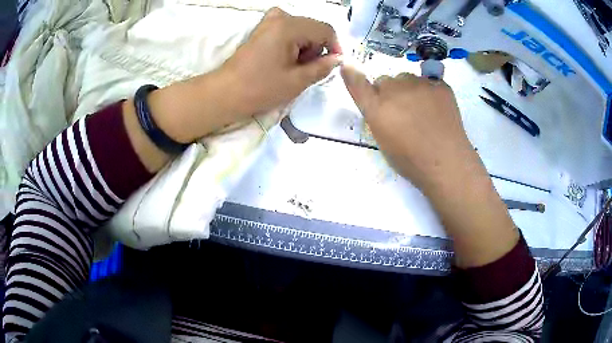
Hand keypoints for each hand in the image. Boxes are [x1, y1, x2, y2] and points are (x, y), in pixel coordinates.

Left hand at [147, 8, 341, 144]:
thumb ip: (323, 67)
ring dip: (305, 47)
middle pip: (314, 28)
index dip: (335, 47)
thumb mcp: (297, 81)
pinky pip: (289, 30)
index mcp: (289, 26)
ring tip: (293, 67)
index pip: (326, 30)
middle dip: (317, 48)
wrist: (227, 91)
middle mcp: (281, 17)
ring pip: (302, 29)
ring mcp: (269, 20)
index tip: (333, 65)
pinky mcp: (263, 28)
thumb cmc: (261, 88)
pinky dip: (293, 43)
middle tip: (307, 70)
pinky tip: (285, 58)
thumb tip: (337, 59)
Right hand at [340, 65, 482, 192]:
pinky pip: (428, 81)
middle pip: (385, 81)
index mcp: (377, 109)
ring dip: (409, 89)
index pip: (358, 83)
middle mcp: (395, 90)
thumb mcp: (384, 141)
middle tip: (402, 112)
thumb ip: (377, 116)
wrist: (447, 163)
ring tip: (423, 111)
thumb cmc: (411, 161)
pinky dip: (429, 91)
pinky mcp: (439, 84)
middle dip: (389, 92)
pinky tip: (437, 109)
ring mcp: (419, 84)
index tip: (348, 65)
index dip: (352, 73)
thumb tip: (378, 99)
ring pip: (407, 78)